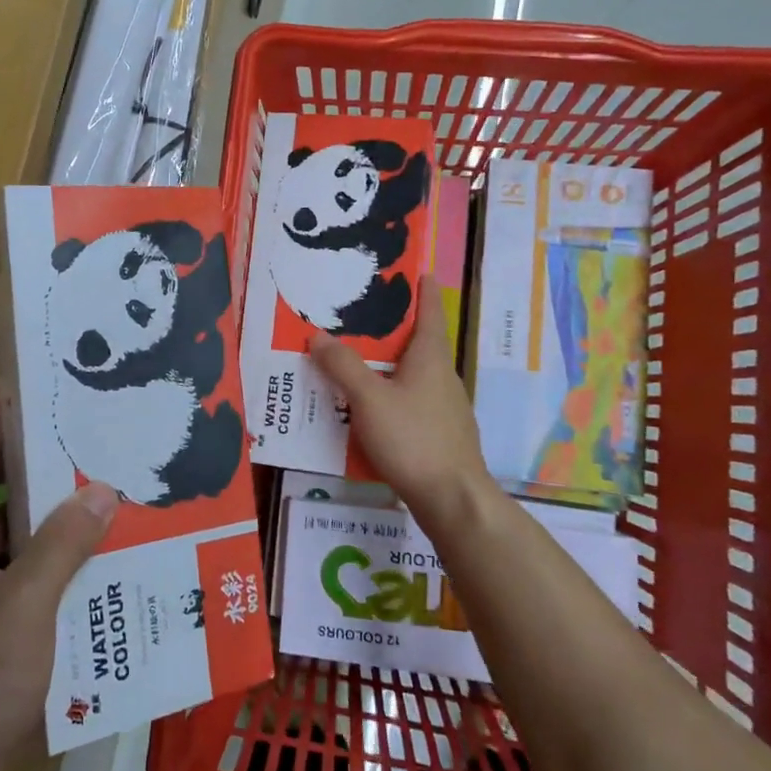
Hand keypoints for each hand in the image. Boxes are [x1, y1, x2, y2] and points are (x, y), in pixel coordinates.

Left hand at [0, 379, 116, 770]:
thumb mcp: (27, 604)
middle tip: (81, 423)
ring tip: (98, 476)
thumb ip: (65, 542)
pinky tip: (93, 545)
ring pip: (11, 529)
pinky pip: (19, 564)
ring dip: (49, 510)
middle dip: (35, 457)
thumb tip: (103, 489)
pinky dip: (50, 551)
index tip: (18, 370)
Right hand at [309, 274, 492, 528]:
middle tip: (368, 318)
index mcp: (430, 360)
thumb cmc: (413, 439)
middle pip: (422, 345)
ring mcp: (447, 409)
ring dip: (394, 365)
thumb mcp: (369, 399)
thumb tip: (317, 335)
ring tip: (363, 362)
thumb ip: (343, 366)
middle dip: (398, 330)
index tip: (423, 271)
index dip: (425, 292)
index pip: (430, 315)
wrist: (452, 499)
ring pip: (417, 376)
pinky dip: (396, 394)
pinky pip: (415, 402)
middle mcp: (444, 378)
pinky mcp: (443, 435)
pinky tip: (375, 410)